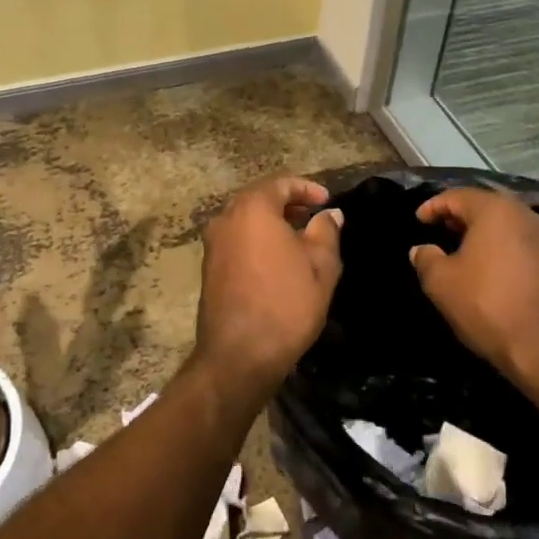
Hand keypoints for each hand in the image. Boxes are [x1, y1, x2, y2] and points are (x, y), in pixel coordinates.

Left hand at [192, 174, 342, 396]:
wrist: (239, 354)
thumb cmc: (286, 303)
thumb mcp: (321, 265)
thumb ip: (326, 231)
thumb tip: (329, 214)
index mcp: (252, 209)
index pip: (280, 183)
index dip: (307, 188)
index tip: (327, 202)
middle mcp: (226, 219)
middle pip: (259, 199)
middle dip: (288, 203)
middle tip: (314, 216)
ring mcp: (213, 245)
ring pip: (246, 221)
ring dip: (272, 223)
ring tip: (300, 239)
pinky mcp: (209, 268)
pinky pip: (237, 241)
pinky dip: (257, 241)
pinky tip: (278, 261)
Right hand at [409, 188, 538, 392]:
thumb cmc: (486, 304)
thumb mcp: (441, 282)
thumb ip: (426, 259)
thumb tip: (421, 250)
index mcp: (496, 210)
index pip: (458, 196)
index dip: (433, 206)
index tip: (418, 220)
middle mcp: (525, 215)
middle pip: (485, 206)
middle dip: (459, 216)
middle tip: (438, 229)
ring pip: (506, 225)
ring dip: (481, 232)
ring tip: (460, 249)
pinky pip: (520, 244)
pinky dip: (499, 248)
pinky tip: (486, 267)